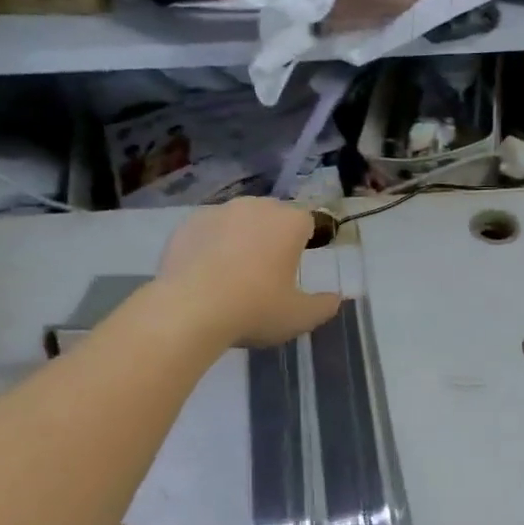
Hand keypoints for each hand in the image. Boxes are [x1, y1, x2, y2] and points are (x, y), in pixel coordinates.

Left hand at [158, 198, 341, 348]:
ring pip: (237, 220)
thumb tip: (335, 299)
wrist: (190, 310)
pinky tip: (204, 273)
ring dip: (239, 238)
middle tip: (265, 272)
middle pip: (271, 215)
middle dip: (271, 236)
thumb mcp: (299, 317)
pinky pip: (207, 230)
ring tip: (231, 273)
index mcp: (289, 223)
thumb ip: (324, 306)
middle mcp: (256, 206)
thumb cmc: (255, 309)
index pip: (307, 221)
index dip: (304, 241)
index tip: (295, 266)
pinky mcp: (187, 223)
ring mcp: (218, 211)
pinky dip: (209, 244)